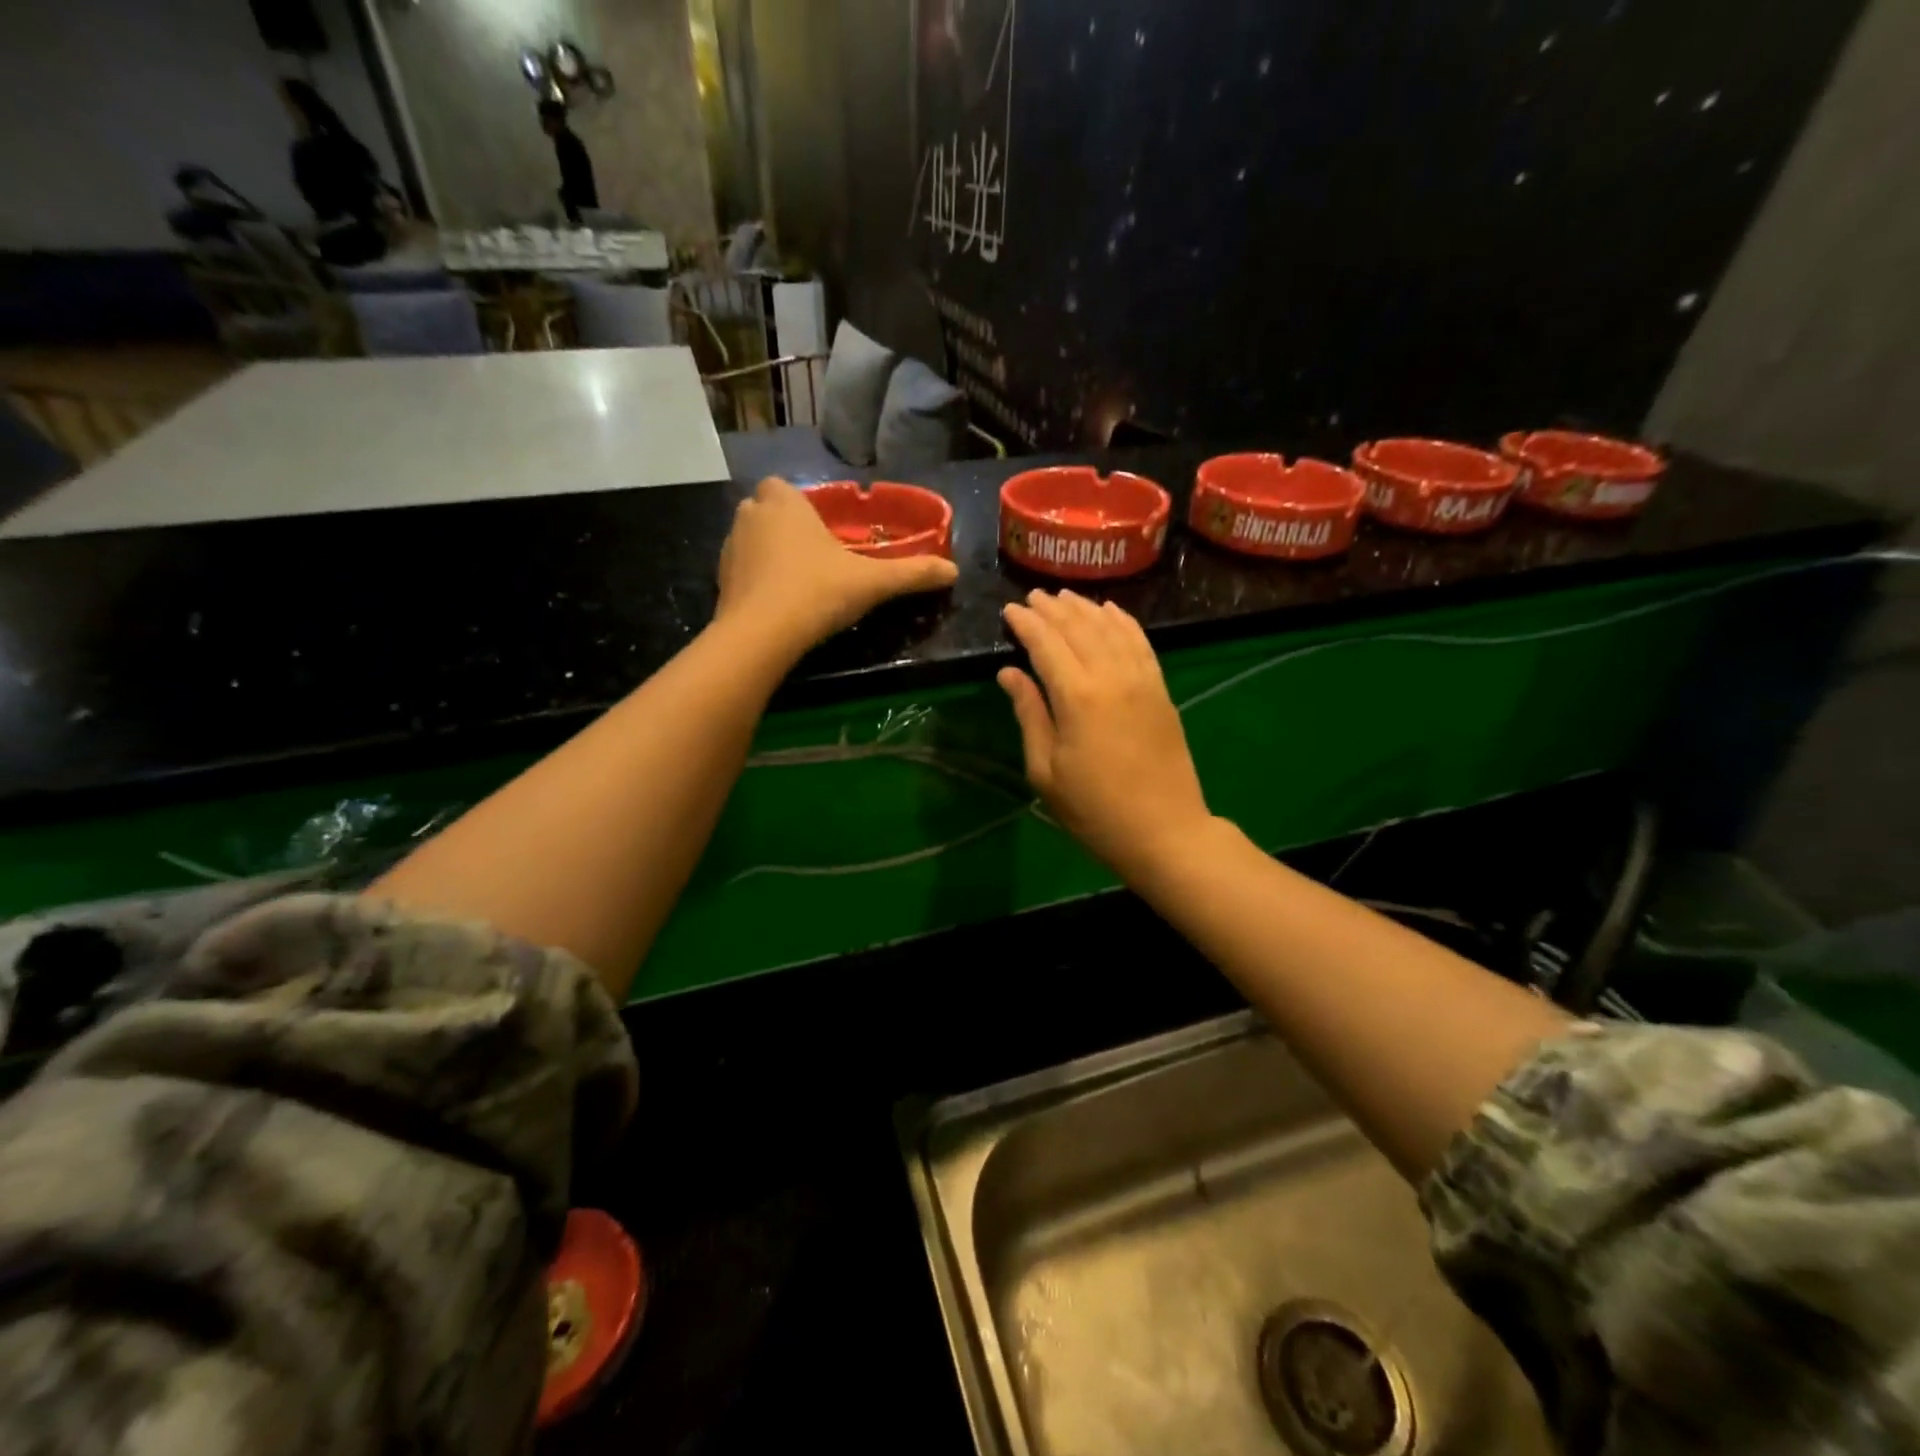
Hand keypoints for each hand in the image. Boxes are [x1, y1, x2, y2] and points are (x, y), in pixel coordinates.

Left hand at [717, 478, 958, 652]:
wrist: (761, 635)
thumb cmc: (817, 592)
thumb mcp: (872, 582)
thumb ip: (912, 573)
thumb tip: (954, 571)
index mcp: (783, 502)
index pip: (782, 486)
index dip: (799, 505)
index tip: (821, 530)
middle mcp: (750, 516)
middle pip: (765, 511)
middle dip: (784, 527)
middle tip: (814, 556)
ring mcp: (730, 548)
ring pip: (751, 540)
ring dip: (769, 553)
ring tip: (798, 582)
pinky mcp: (719, 582)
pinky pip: (742, 571)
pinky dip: (757, 581)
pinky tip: (779, 604)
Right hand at [999, 590, 1213, 880]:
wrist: (1164, 830)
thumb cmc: (1094, 809)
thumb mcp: (1045, 770)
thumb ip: (1029, 714)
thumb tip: (1010, 673)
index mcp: (1076, 697)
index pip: (1046, 644)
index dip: (1026, 623)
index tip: (1009, 610)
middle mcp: (1111, 676)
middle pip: (1078, 628)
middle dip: (1052, 609)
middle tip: (1032, 597)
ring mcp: (1141, 679)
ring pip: (1110, 628)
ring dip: (1085, 608)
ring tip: (1064, 596)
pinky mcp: (1160, 689)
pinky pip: (1140, 642)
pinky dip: (1123, 621)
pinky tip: (1110, 610)